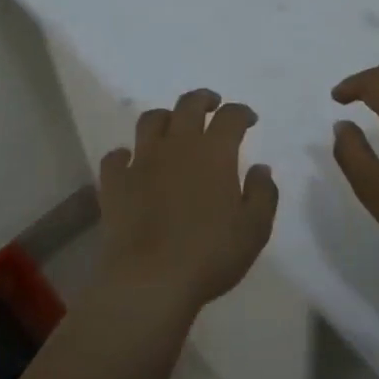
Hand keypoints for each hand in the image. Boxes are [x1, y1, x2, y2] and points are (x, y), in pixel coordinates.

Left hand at [96, 88, 278, 321]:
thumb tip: (260, 168)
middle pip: (188, 105)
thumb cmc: (210, 254)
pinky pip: (115, 158)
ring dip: (165, 117)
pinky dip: (124, 155)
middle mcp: (177, 145)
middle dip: (203, 99)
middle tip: (211, 105)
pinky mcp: (115, 182)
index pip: (230, 117)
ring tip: (172, 125)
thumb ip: (263, 193)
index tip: (249, 119)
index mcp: (214, 152)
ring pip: (150, 121)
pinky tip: (130, 161)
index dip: (241, 112)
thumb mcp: (254, 229)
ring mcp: (141, 161)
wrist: (151, 278)